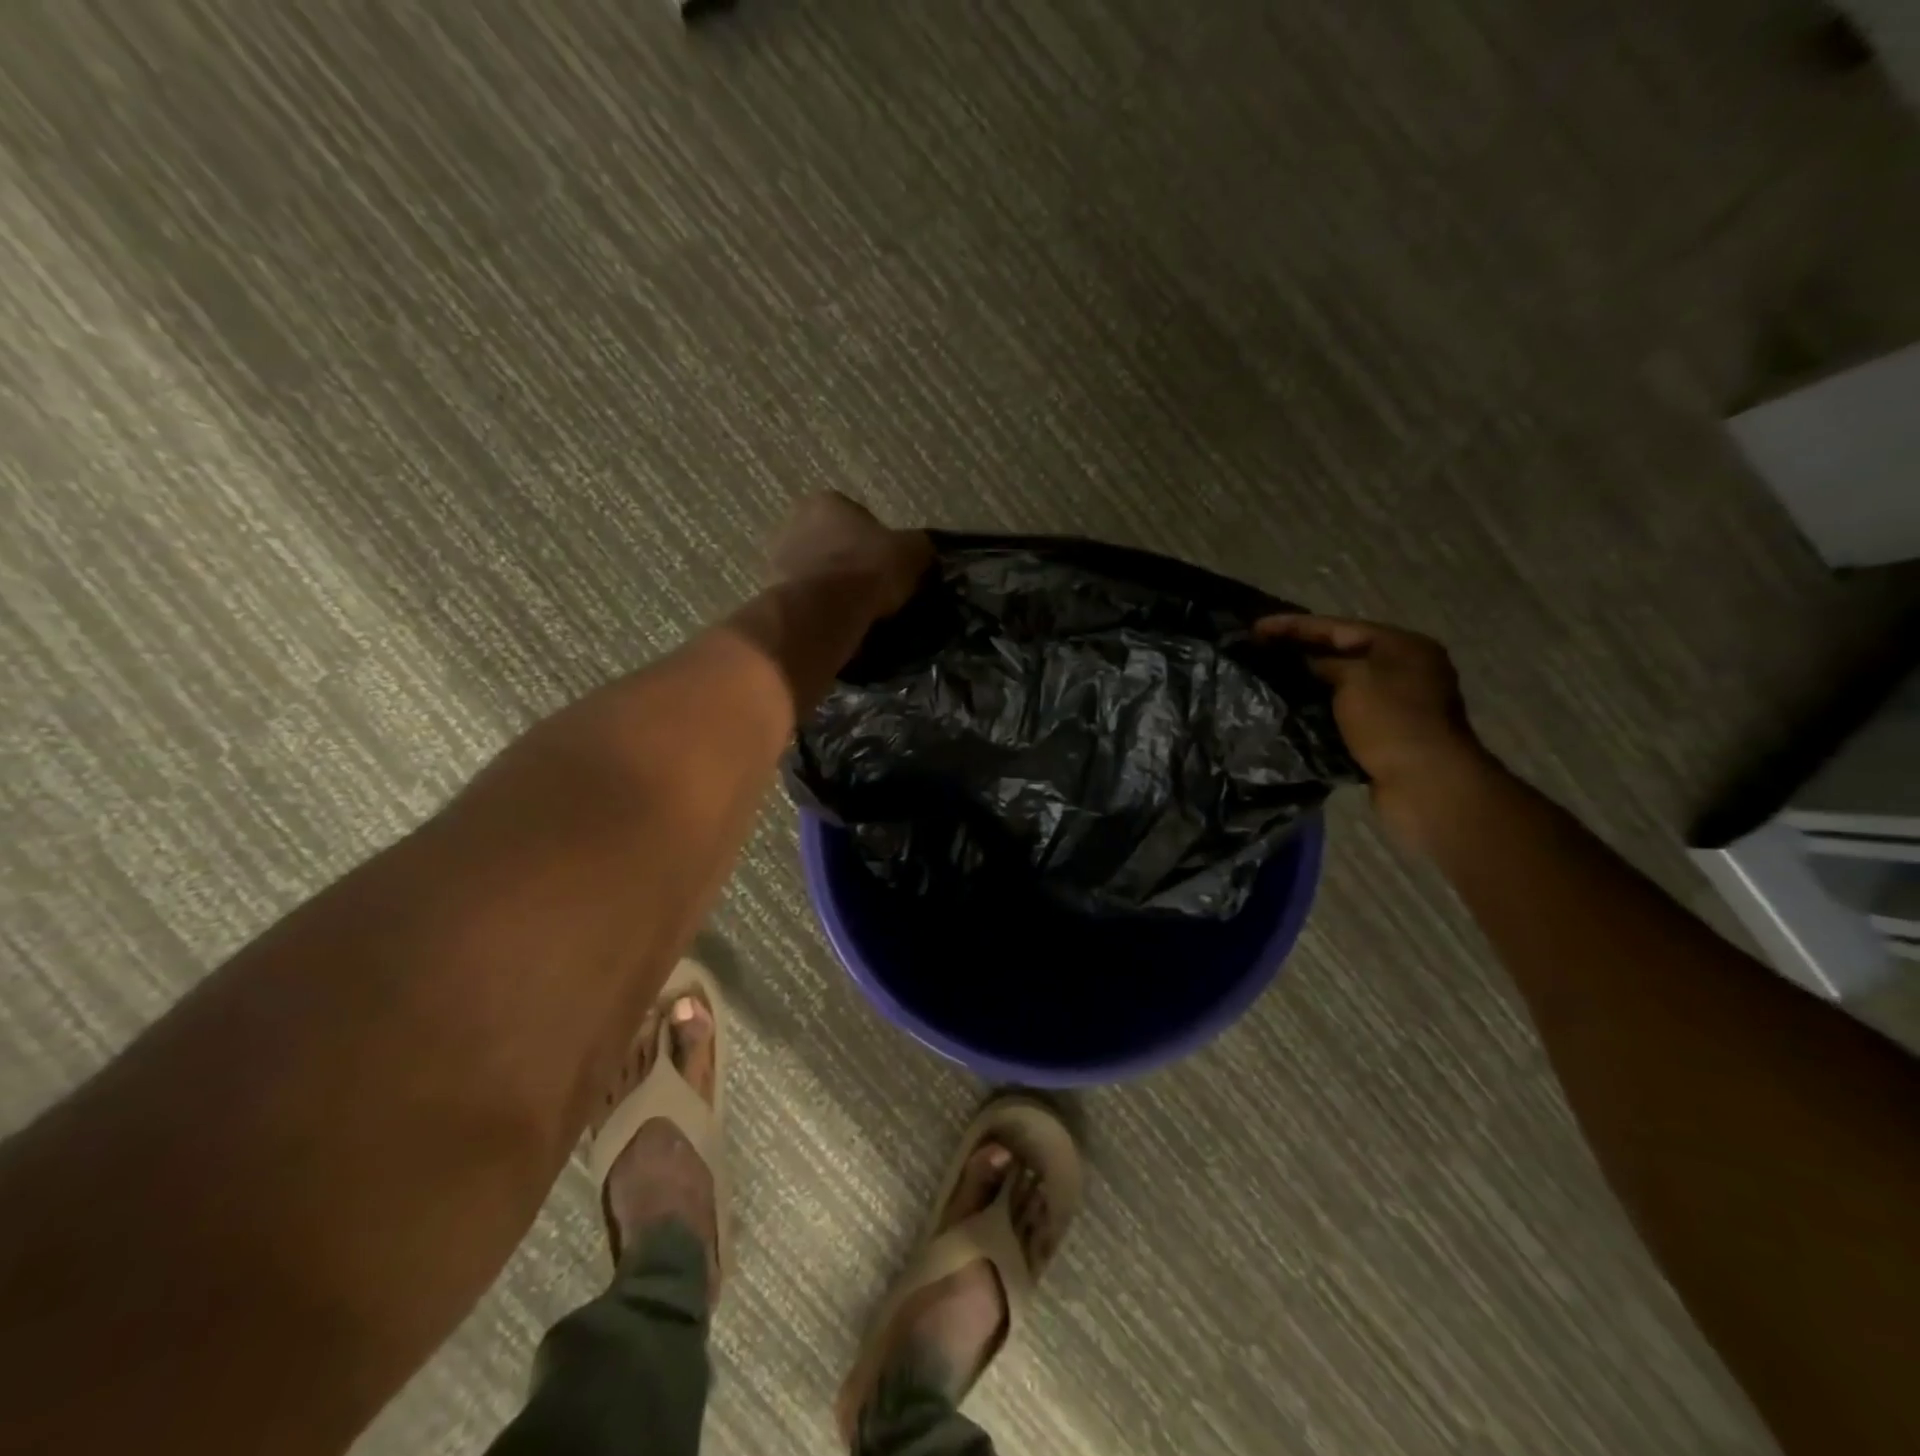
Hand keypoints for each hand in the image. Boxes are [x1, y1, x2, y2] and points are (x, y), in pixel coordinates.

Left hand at [768, 492, 931, 616]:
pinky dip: (821, 611)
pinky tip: (840, 627)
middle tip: (876, 592)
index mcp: (827, 502)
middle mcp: (794, 522)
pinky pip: (806, 601)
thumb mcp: (912, 553)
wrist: (821, 613)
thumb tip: (923, 553)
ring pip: (817, 574)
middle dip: (852, 566)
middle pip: (833, 545)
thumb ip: (918, 548)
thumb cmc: (867, 570)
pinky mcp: (772, 595)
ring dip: (834, 590)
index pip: (859, 518)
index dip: (879, 544)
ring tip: (860, 615)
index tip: (890, 569)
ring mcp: (777, 560)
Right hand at [1257, 614, 1492, 847]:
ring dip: (1309, 683)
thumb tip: (1301, 664)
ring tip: (1269, 681)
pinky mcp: (1387, 733)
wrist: (1426, 782)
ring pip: (1342, 684)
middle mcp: (1404, 669)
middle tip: (1259, 652)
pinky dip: (1320, 709)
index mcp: (1402, 645)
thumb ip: (1323, 664)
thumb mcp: (1353, 680)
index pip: (1337, 627)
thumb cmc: (1391, 720)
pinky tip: (1292, 711)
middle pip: (1342, 652)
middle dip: (1300, 652)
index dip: (1293, 626)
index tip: (1254, 628)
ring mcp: (1398, 703)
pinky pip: (1345, 712)